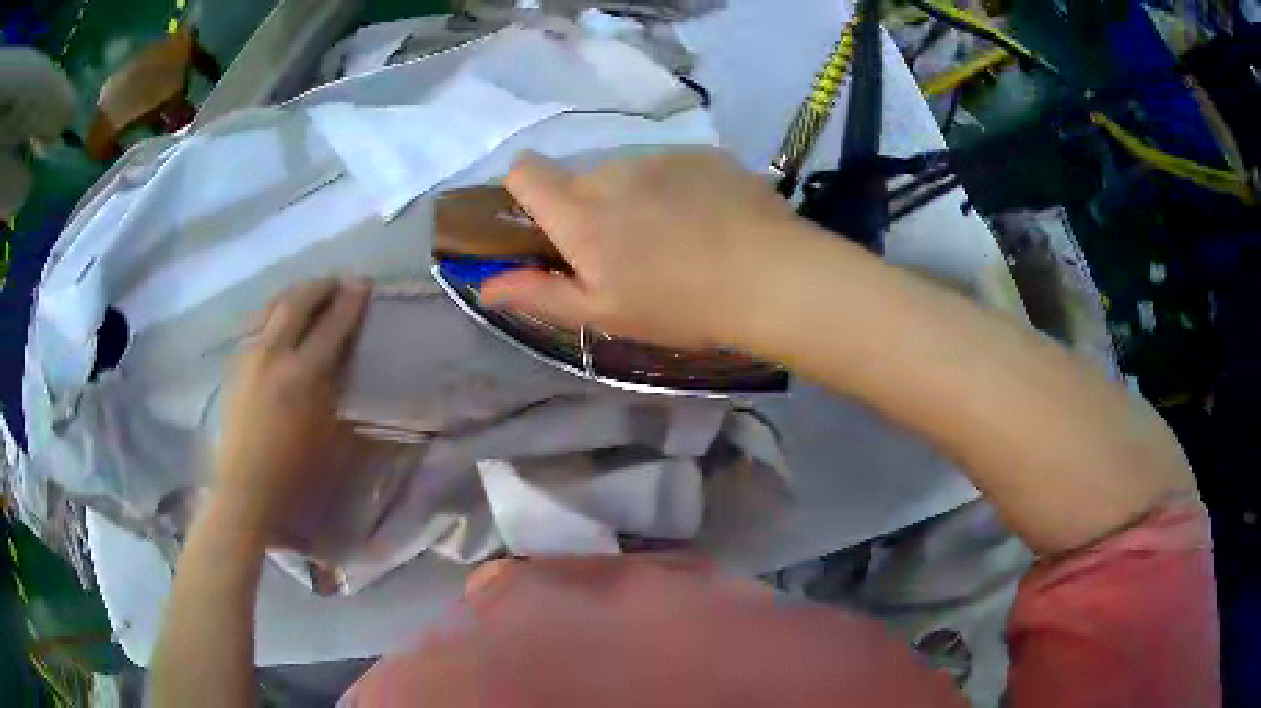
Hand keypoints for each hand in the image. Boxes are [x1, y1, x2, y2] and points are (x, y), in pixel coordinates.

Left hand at [215, 279, 368, 528]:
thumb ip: (335, 387)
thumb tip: (340, 358)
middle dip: (319, 287)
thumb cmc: (296, 472)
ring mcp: (249, 359)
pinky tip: (277, 319)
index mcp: (301, 376)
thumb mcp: (328, 432)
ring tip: (308, 292)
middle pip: (296, 305)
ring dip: (293, 294)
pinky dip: (272, 313)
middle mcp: (272, 357)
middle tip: (337, 281)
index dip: (349, 303)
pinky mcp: (234, 368)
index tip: (362, 284)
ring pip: (270, 309)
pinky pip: (255, 326)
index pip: (330, 326)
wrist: (246, 490)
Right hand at [481, 150, 809, 349]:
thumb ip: (539, 294)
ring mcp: (661, 157)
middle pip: (581, 178)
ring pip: (628, 172)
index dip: (525, 192)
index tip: (548, 225)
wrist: (773, 278)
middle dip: (590, 209)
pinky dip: (676, 189)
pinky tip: (709, 222)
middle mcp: (613, 171)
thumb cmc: (681, 305)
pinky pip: (671, 168)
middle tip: (628, 254)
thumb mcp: (605, 312)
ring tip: (676, 240)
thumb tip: (485, 287)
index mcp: (580, 211)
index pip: (524, 171)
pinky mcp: (703, 155)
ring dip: (635, 199)